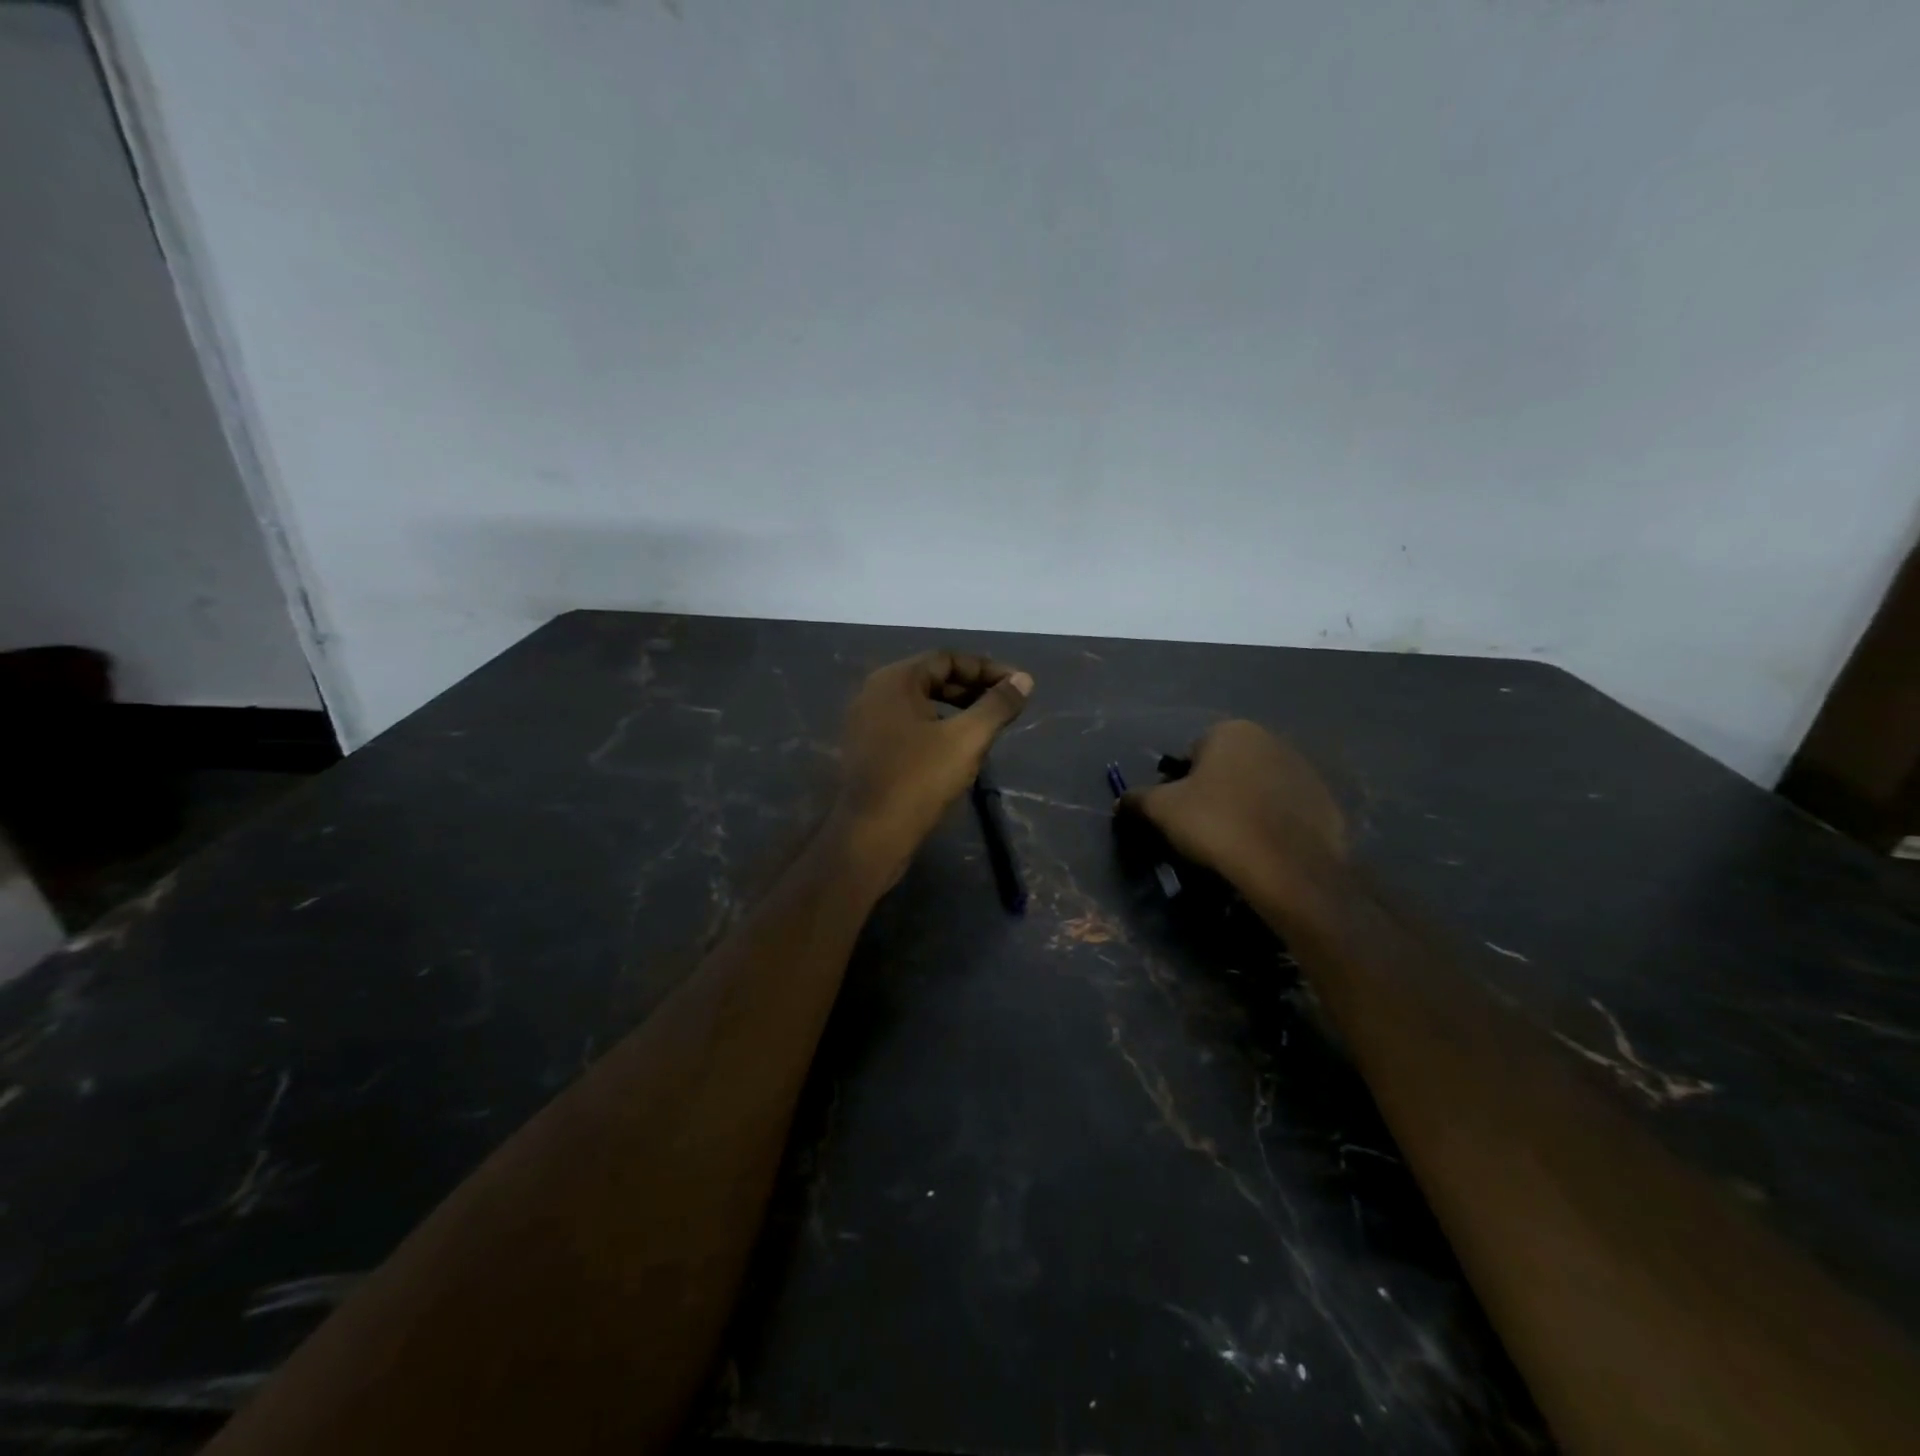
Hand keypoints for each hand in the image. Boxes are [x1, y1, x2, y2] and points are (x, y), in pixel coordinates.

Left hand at [835, 651, 1033, 887]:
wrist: (870, 835)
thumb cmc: (919, 780)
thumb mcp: (967, 739)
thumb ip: (997, 705)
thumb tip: (1024, 679)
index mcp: (895, 680)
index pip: (947, 659)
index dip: (986, 669)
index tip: (1017, 686)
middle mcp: (875, 692)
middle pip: (932, 678)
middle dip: (972, 688)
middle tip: (1005, 706)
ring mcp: (866, 721)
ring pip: (920, 703)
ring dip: (956, 709)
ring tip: (986, 727)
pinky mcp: (867, 748)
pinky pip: (907, 725)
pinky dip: (936, 727)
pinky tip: (956, 749)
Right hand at [1122, 720, 1345, 884]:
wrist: (1289, 867)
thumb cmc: (1217, 824)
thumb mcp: (1161, 810)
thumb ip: (1137, 799)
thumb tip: (1123, 800)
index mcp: (1231, 730)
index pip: (1191, 753)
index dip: (1179, 784)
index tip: (1179, 814)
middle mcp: (1270, 739)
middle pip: (1226, 767)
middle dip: (1213, 791)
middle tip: (1203, 828)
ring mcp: (1303, 769)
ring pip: (1257, 786)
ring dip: (1243, 805)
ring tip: (1234, 841)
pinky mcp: (1325, 801)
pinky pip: (1284, 810)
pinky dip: (1272, 823)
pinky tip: (1263, 848)